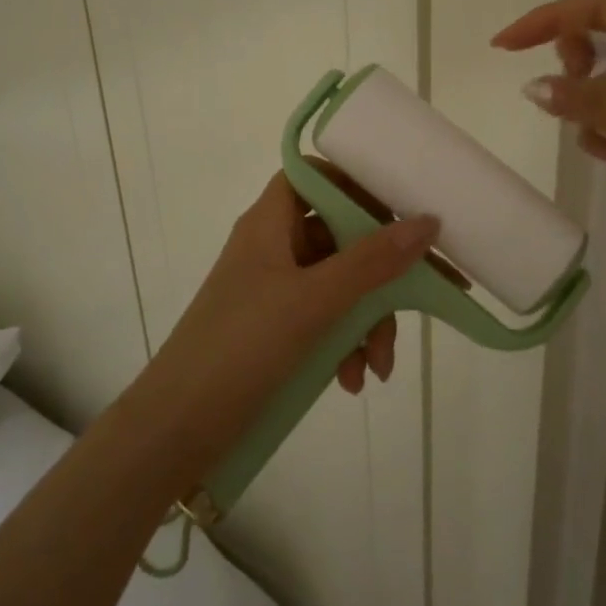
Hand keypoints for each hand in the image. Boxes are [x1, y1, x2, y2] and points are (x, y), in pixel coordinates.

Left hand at [146, 172, 436, 466]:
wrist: (177, 428)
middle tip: (416, 305)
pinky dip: (345, 345)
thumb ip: (372, 261)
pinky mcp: (276, 329)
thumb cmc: (242, 347)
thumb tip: (427, 221)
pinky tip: (354, 380)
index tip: (399, 210)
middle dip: (380, 276)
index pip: (315, 177)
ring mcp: (274, 289)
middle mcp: (273, 247)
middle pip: (340, 237)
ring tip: (377, 369)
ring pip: (339, 285)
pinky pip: (325, 320)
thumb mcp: (313, 302)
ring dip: (367, 322)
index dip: (356, 185)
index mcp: (270, 222)